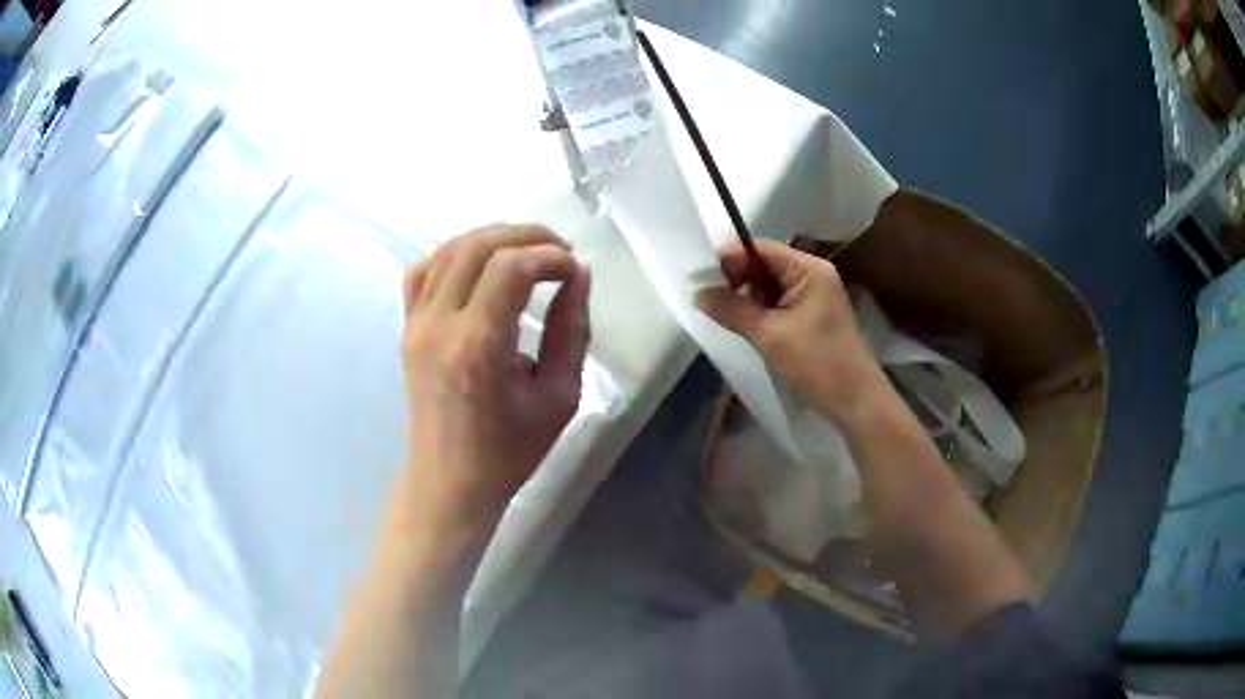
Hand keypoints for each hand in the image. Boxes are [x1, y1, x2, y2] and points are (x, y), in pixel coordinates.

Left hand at [394, 225, 590, 545]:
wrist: (449, 481)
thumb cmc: (510, 450)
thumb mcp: (559, 396)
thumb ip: (571, 330)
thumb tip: (577, 277)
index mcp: (478, 346)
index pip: (511, 267)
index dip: (551, 256)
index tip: (575, 271)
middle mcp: (439, 325)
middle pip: (477, 245)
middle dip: (525, 235)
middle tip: (559, 251)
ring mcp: (416, 324)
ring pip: (448, 250)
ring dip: (492, 238)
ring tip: (527, 252)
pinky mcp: (407, 329)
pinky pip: (422, 272)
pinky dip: (454, 256)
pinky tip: (479, 269)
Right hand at [695, 239, 884, 425]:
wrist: (853, 399)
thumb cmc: (816, 363)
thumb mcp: (769, 335)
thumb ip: (732, 310)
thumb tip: (698, 293)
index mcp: (809, 269)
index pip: (761, 249)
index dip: (730, 258)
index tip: (700, 276)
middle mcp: (813, 274)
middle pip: (765, 263)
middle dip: (737, 278)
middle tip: (708, 297)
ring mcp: (814, 295)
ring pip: (770, 284)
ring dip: (747, 296)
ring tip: (722, 312)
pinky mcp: (811, 314)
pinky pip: (779, 302)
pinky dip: (760, 309)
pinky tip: (744, 323)